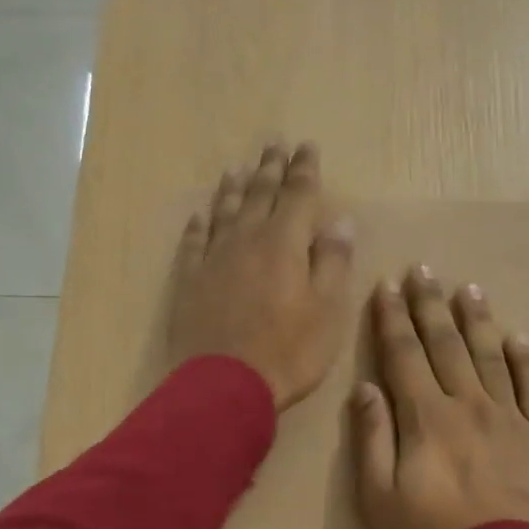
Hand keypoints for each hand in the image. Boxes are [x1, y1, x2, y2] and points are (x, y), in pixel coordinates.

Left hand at [167, 142, 354, 410]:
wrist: (223, 386)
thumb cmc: (287, 352)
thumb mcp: (327, 311)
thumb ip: (332, 262)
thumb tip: (339, 222)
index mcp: (284, 243)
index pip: (298, 195)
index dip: (304, 169)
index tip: (306, 146)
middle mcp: (246, 240)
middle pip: (260, 195)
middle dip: (270, 168)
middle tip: (273, 143)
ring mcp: (213, 259)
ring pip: (225, 212)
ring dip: (233, 189)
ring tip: (237, 168)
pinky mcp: (189, 281)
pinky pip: (194, 242)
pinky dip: (199, 224)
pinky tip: (200, 215)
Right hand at [352, 267, 528, 528]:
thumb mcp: (378, 498)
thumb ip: (372, 439)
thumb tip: (366, 389)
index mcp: (426, 418)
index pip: (404, 356)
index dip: (393, 318)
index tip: (387, 285)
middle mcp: (469, 407)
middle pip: (446, 346)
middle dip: (430, 306)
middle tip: (424, 270)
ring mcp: (511, 421)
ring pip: (492, 358)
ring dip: (477, 322)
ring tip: (468, 290)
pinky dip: (528, 362)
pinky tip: (520, 340)